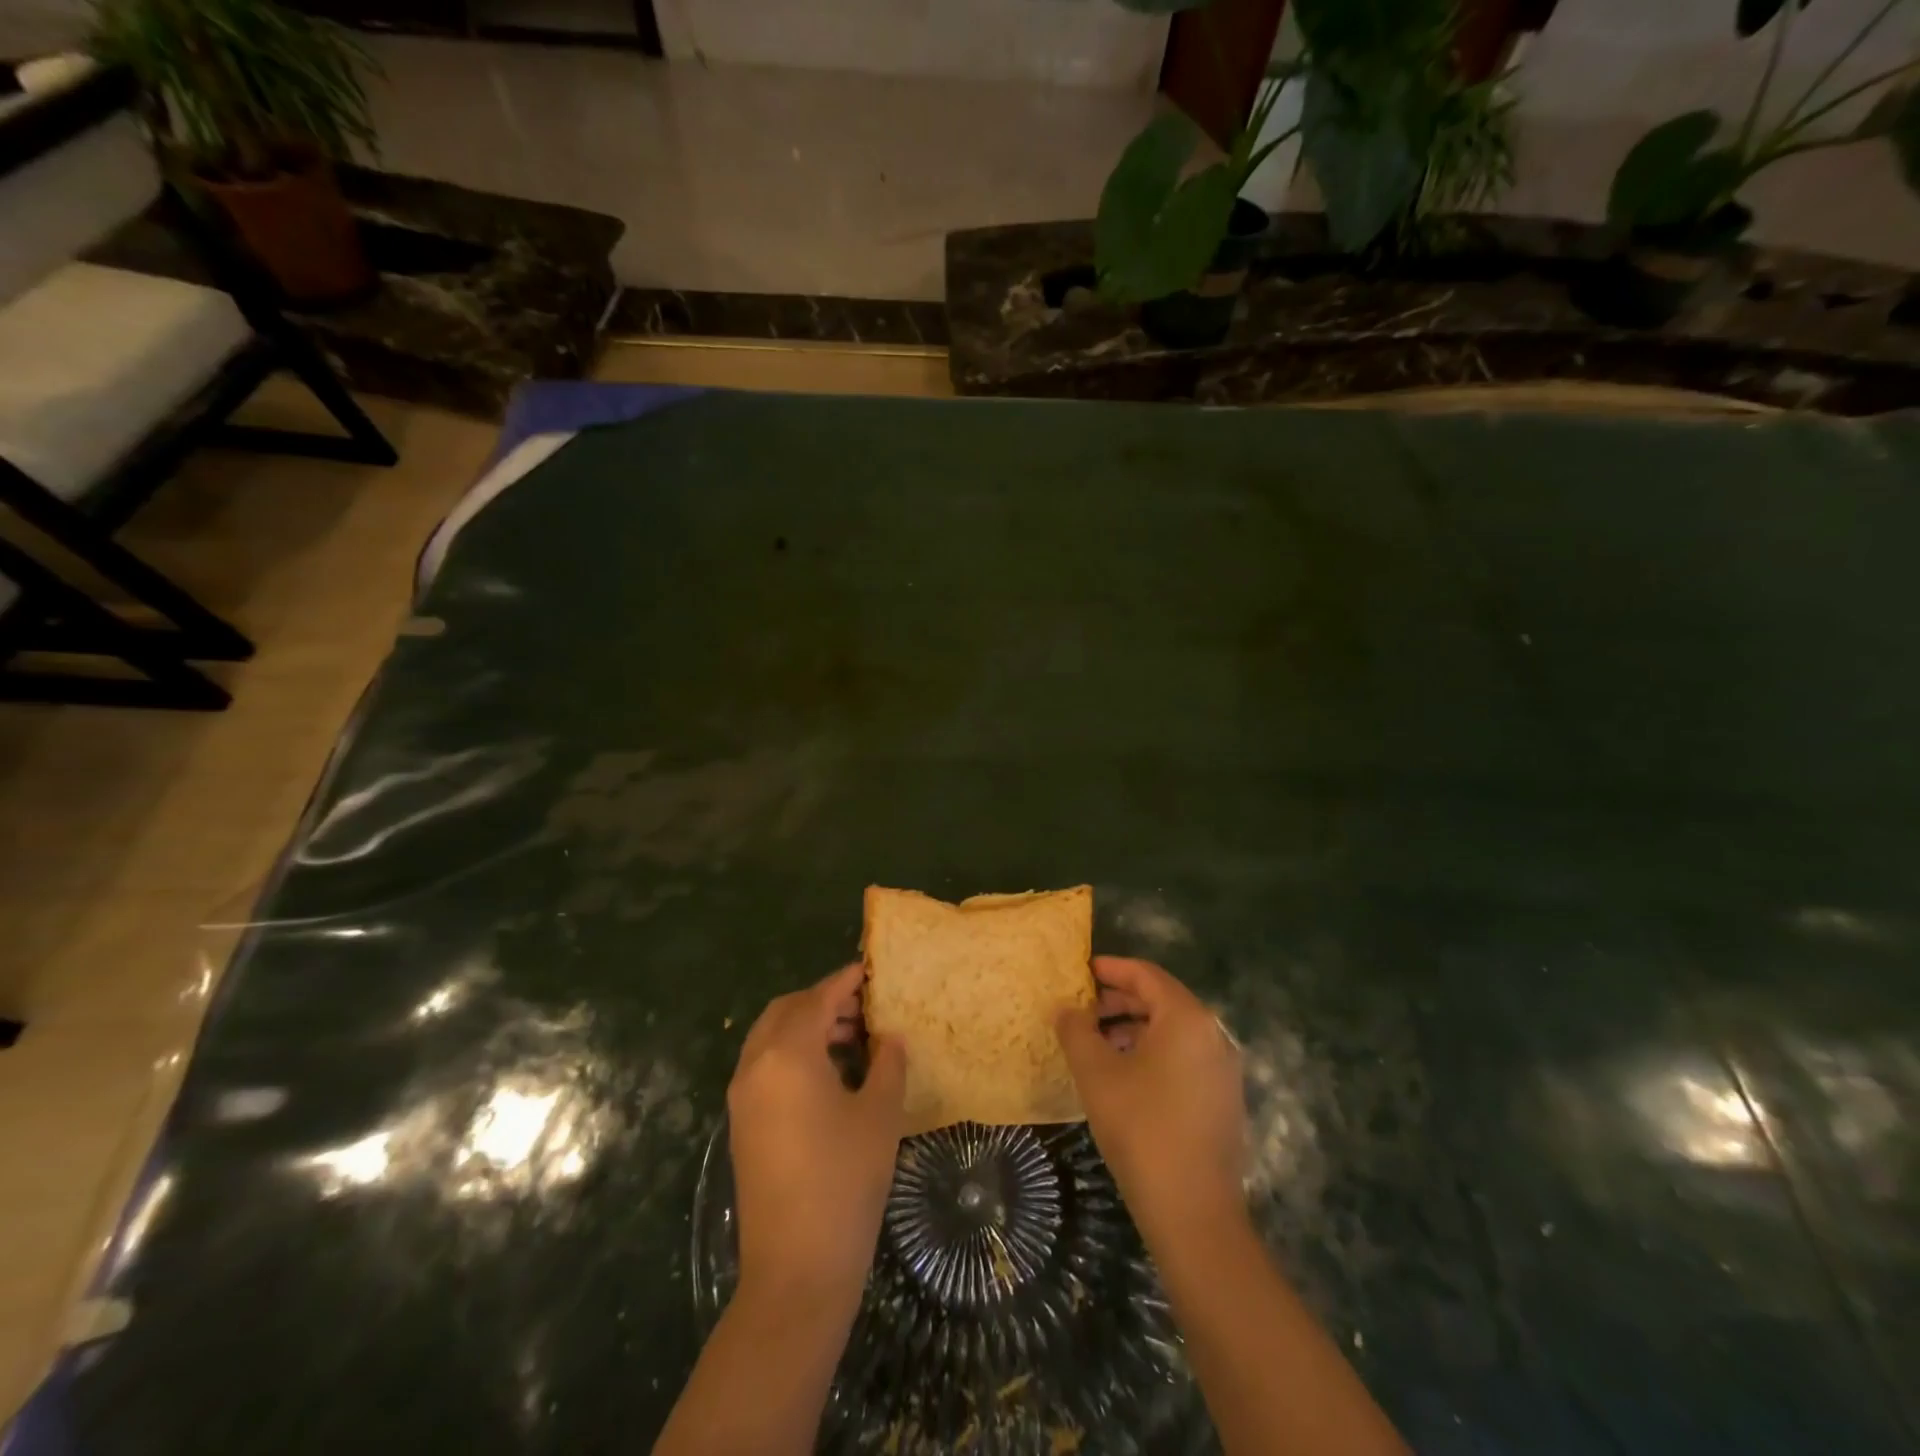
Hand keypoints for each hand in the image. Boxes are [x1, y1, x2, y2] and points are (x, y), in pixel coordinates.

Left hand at [727, 964, 906, 1314]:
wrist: (796, 1270)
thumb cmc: (845, 1181)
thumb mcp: (880, 1114)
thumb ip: (888, 1063)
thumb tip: (889, 1037)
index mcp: (788, 1054)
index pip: (818, 999)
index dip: (845, 981)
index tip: (870, 970)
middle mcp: (756, 1066)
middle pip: (786, 1011)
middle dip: (823, 1001)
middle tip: (863, 1008)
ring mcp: (743, 1098)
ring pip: (771, 1038)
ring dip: (807, 1028)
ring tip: (852, 1040)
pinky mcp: (741, 1125)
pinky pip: (765, 1067)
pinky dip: (793, 1054)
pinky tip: (829, 1076)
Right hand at [1055, 956, 1246, 1242]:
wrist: (1194, 1213)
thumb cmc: (1141, 1129)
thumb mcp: (1096, 1074)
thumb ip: (1076, 1031)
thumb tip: (1066, 1008)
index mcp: (1187, 1018)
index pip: (1146, 975)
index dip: (1111, 969)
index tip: (1081, 971)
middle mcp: (1213, 1034)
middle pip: (1161, 1000)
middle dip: (1119, 1001)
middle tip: (1082, 1010)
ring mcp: (1223, 1069)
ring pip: (1172, 1031)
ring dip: (1134, 1028)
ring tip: (1096, 1043)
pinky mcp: (1222, 1099)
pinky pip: (1184, 1057)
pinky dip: (1153, 1052)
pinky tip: (1124, 1075)